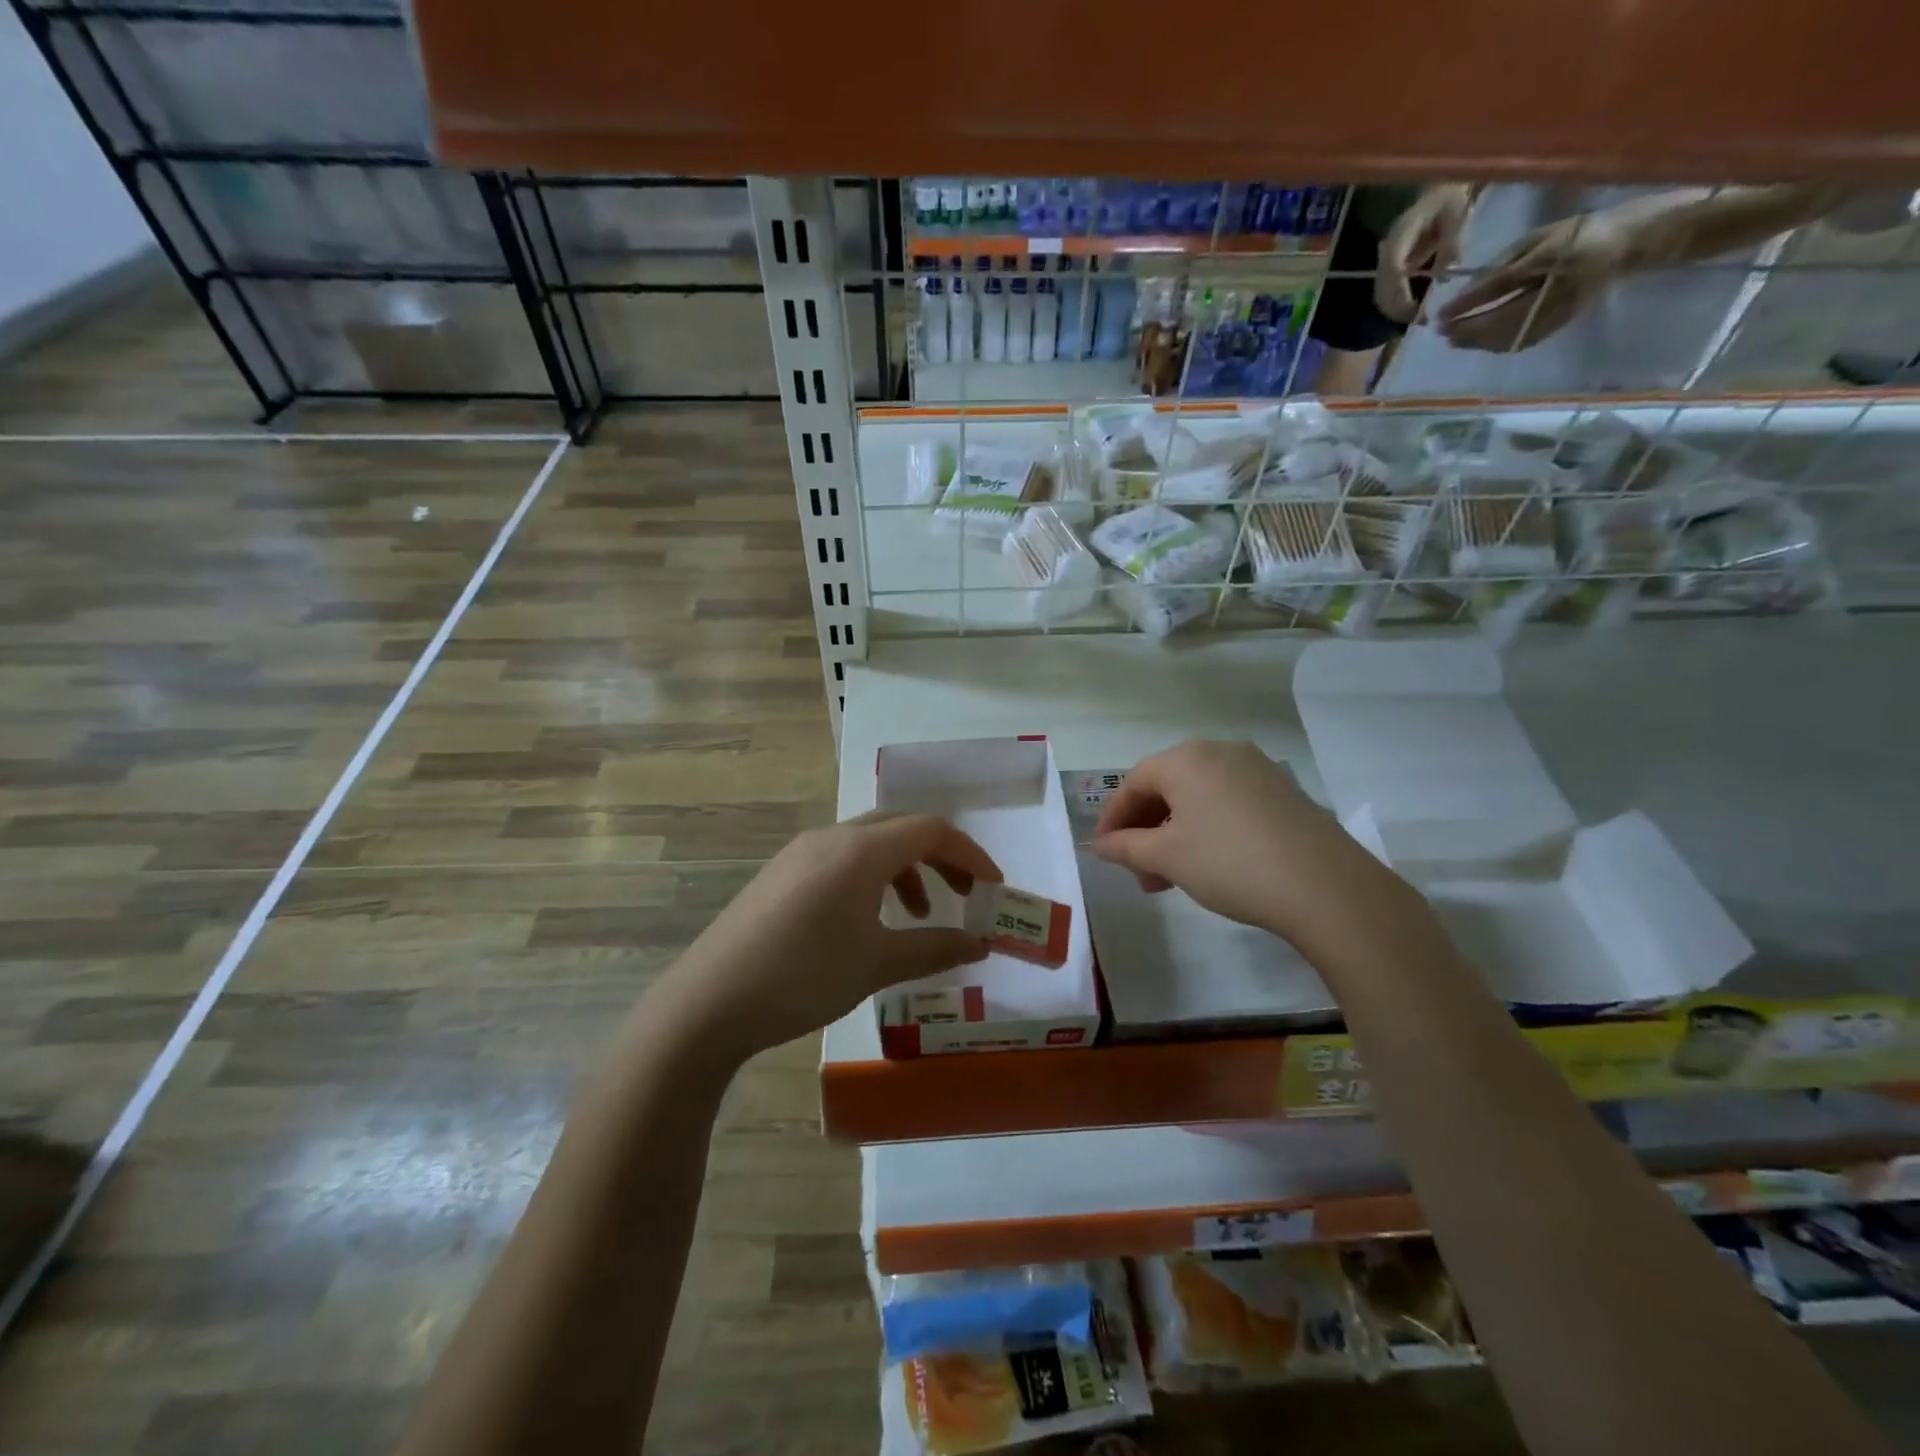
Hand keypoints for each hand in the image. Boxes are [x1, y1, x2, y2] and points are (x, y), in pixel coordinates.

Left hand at [659, 812, 999, 1060]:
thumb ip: (935, 948)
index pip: (931, 830)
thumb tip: (980, 943)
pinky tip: (868, 922)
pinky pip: (842, 861)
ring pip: (870, 844)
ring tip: (918, 917)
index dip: (970, 854)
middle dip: (940, 858)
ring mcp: (800, 853)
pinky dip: (872, 880)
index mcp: (861, 849)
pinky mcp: (781, 874)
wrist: (708, 1002)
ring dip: (905, 871)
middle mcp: (832, 837)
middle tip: (964, 894)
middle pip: (901, 829)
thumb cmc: (804, 976)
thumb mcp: (878, 964)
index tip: (993, 887)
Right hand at [1090, 740, 1422, 956]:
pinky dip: (1206, 829)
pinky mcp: (1282, 791)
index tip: (1104, 851)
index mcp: (1186, 758)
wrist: (1325, 886)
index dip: (1112, 818)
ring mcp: (1256, 769)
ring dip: (1173, 835)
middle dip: (1145, 830)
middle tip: (1138, 871)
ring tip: (1168, 878)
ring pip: (1197, 798)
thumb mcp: (1167, 858)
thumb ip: (1125, 847)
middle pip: (1166, 787)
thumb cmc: (1230, 863)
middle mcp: (1220, 751)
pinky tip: (1206, 864)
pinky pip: (1227, 803)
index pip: (1133, 783)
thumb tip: (1099, 845)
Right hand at [1374, 183, 1475, 323]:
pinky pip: (1387, 293)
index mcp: (1401, 235)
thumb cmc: (1451, 198)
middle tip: (1421, 321)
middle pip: (1382, 289)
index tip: (1415, 311)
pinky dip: (1397, 306)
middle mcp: (1386, 251)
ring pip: (1381, 295)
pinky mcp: (1389, 269)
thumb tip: (1445, 275)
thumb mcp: (1458, 213)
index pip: (1392, 270)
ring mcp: (1385, 262)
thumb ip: (1452, 241)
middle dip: (1398, 309)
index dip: (1399, 294)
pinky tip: (1413, 310)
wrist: (1439, 191)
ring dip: (1396, 311)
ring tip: (1418, 318)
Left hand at [1436, 208, 1633, 353]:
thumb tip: (1467, 293)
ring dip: (1476, 341)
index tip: (1441, 314)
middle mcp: (1557, 287)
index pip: (1500, 285)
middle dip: (1467, 328)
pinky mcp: (1559, 324)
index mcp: (1553, 256)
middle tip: (1440, 331)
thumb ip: (1503, 264)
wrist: (1624, 245)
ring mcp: (1559, 310)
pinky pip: (1520, 341)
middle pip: (1501, 318)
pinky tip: (1476, 343)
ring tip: (1452, 339)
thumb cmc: (1575, 235)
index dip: (1467, 303)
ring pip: (1509, 335)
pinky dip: (1494, 344)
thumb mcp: (1537, 239)